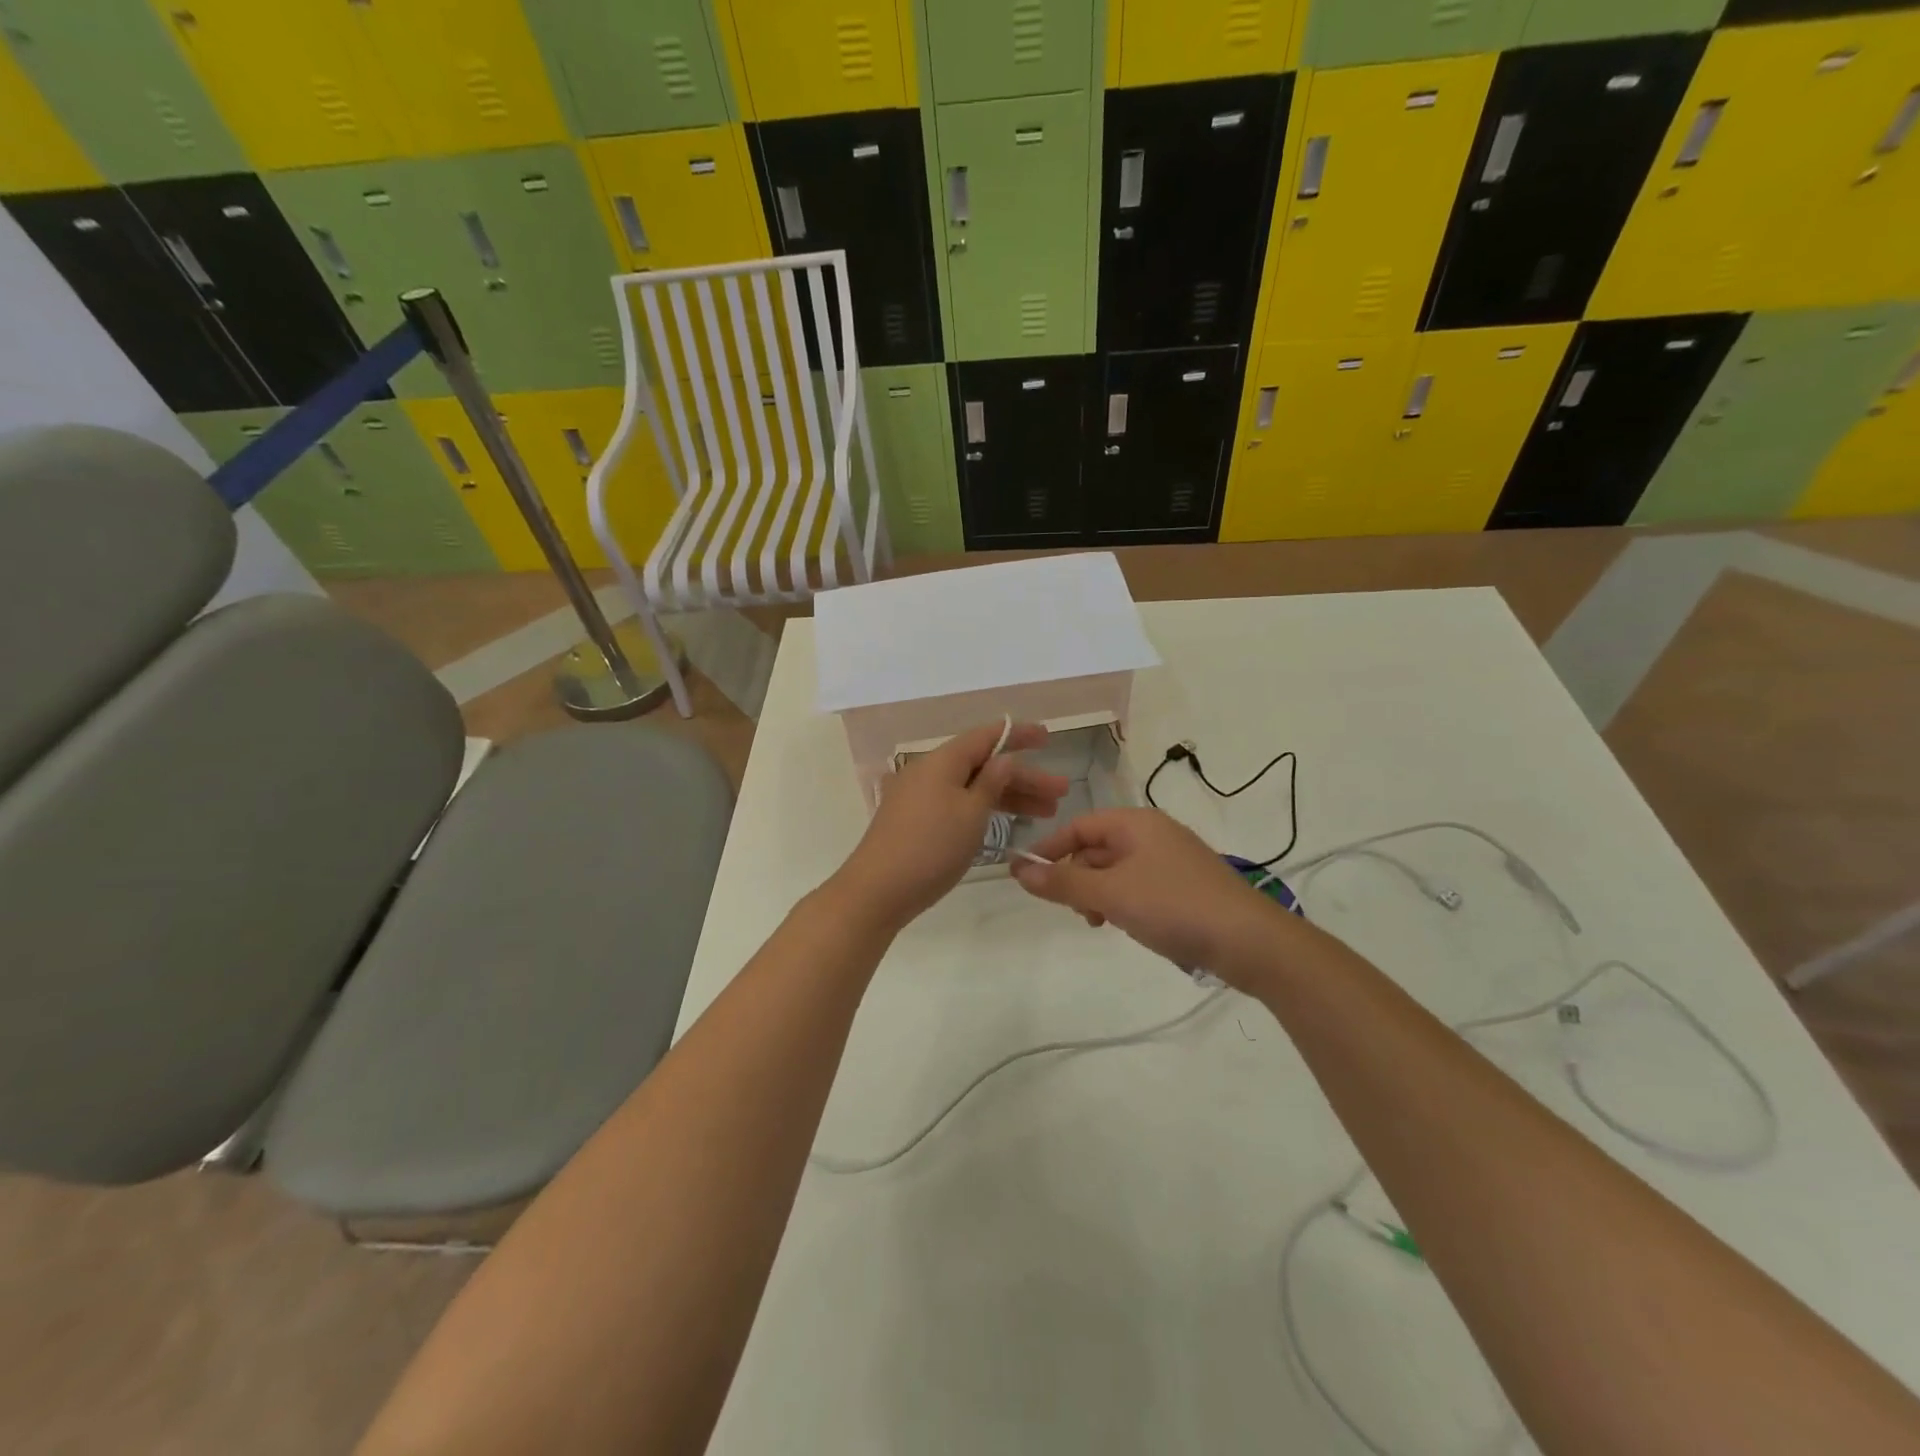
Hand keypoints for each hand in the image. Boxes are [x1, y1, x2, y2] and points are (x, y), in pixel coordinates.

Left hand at [837, 721, 1069, 930]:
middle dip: (1023, 777)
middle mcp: (929, 771)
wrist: (878, 890)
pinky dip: (985, 809)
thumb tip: (1004, 758)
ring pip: (972, 787)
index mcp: (942, 761)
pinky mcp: (915, 820)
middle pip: (983, 765)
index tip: (1047, 737)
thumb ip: (992, 782)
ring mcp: (919, 796)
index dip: (1018, 735)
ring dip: (1009, 796)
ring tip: (1047, 812)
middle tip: (1060, 793)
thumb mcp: (971, 814)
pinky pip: (958, 803)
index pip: (986, 737)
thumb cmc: (931, 847)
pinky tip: (1006, 821)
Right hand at [1012, 809, 1281, 983]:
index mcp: (1136, 823)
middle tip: (1072, 910)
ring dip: (1098, 893)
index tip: (1028, 877)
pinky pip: (1140, 885)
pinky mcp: (1186, 886)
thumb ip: (1063, 883)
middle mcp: (1154, 833)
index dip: (1051, 849)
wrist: (1249, 941)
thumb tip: (1019, 870)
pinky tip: (1127, 925)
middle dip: (1077, 876)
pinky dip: (1123, 902)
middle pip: (1098, 847)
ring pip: (1118, 870)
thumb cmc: (1173, 906)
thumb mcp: (1111, 894)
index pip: (1079, 826)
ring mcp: (1172, 860)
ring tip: (1099, 922)